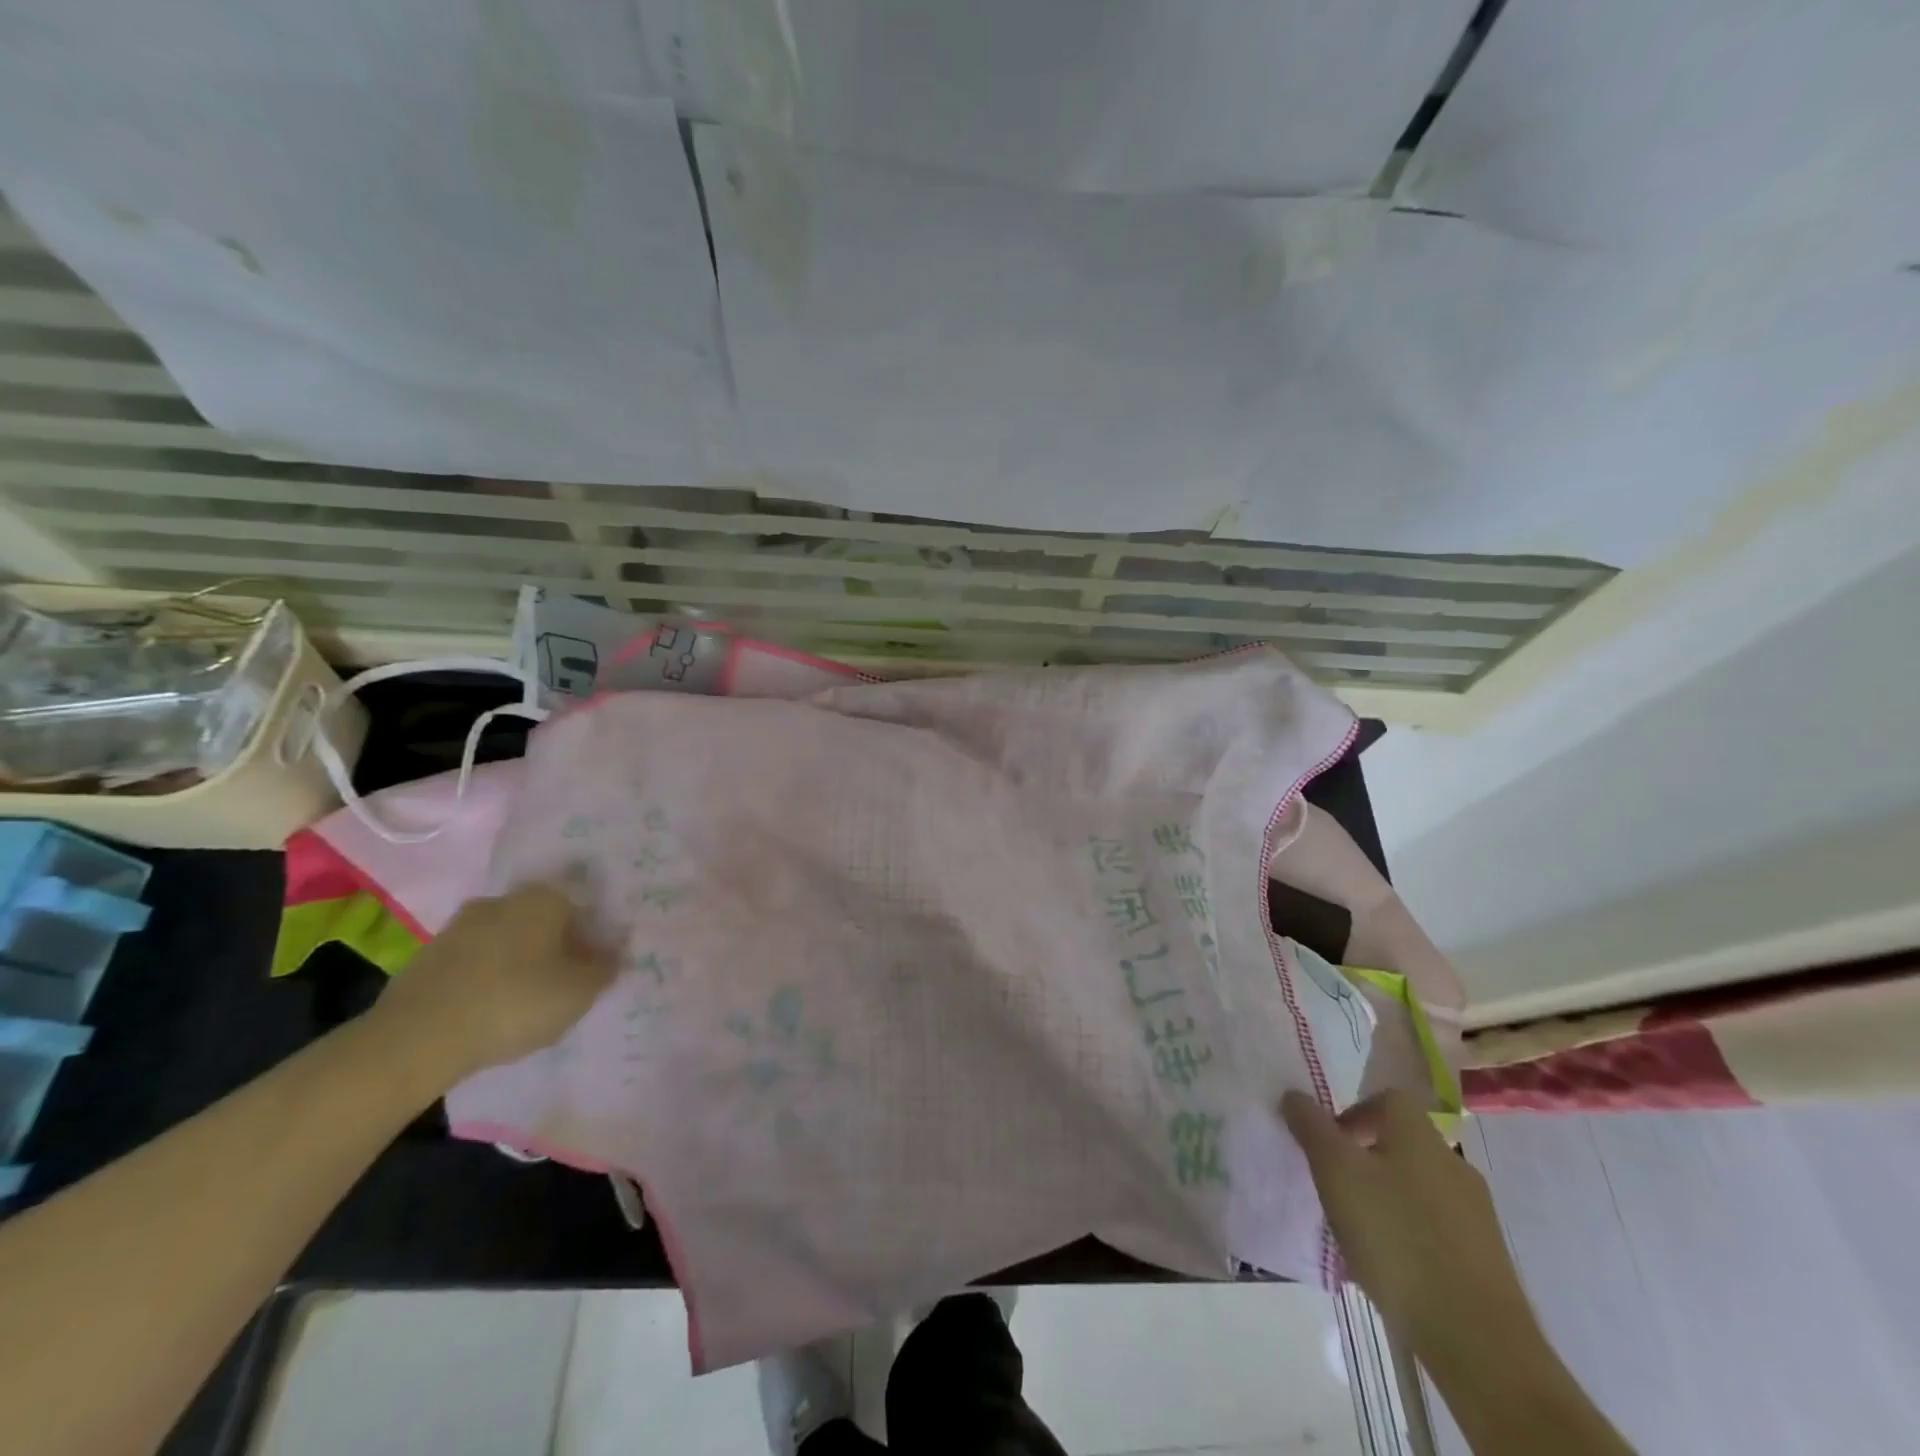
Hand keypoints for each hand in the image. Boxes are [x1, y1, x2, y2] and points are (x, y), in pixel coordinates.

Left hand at [367, 882, 619, 1089]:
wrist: (416, 1039)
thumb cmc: (515, 1002)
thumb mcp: (579, 992)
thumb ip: (604, 968)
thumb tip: (615, 953)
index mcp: (542, 898)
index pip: (581, 908)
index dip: (593, 938)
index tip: (594, 969)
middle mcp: (501, 900)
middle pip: (541, 922)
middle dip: (554, 947)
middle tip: (563, 985)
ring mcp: (458, 928)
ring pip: (505, 941)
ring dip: (517, 963)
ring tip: (525, 1004)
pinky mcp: (426, 959)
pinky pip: (472, 964)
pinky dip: (485, 980)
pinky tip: (489, 1011)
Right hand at [1282, 1090, 1536, 1358]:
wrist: (1477, 1338)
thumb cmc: (1396, 1237)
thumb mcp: (1335, 1172)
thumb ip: (1312, 1128)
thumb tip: (1294, 1094)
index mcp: (1420, 1135)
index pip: (1388, 1099)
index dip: (1355, 1112)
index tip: (1330, 1143)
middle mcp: (1453, 1163)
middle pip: (1402, 1143)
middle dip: (1366, 1159)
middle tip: (1336, 1187)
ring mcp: (1476, 1213)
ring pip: (1418, 1187)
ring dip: (1386, 1198)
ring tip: (1358, 1231)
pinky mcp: (1486, 1258)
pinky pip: (1436, 1228)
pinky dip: (1410, 1235)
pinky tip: (1391, 1266)